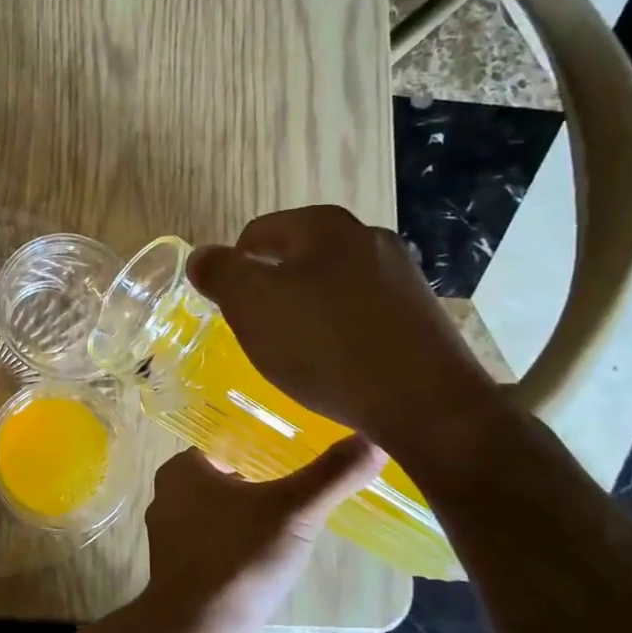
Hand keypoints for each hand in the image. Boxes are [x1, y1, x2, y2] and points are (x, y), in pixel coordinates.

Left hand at [122, 437, 383, 632]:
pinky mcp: (180, 571)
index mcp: (181, 470)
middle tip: (304, 487)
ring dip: (252, 517)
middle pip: (224, 478)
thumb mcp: (295, 509)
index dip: (261, 446)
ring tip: (294, 521)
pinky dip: (241, 545)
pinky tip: (270, 557)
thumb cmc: (240, 558)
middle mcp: (168, 497)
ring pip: (220, 513)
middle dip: (260, 482)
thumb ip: (333, 474)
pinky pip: (217, 544)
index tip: (299, 453)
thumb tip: (374, 438)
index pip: (225, 443)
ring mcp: (171, 536)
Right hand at [187, 205, 500, 460]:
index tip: (230, 311)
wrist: (428, 406)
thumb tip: (202, 257)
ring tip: (297, 355)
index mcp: (325, 226)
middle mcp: (368, 238)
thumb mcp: (252, 305)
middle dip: (269, 292)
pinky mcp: (419, 314)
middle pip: (294, 258)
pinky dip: (337, 332)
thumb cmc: (327, 347)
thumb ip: (219, 272)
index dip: (232, 270)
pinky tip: (335, 366)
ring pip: (327, 286)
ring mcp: (401, 275)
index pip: (256, 234)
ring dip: (304, 313)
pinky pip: (359, 313)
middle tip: (259, 334)